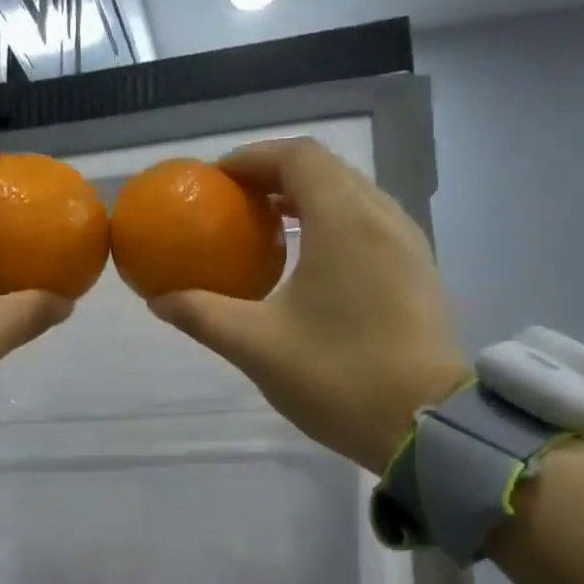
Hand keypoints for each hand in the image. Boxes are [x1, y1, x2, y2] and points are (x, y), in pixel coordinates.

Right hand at [150, 137, 468, 473]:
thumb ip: (202, 314)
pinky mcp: (418, 271)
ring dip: (306, 200)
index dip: (253, 158)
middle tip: (233, 202)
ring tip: (265, 228)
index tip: (215, 179)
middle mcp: (382, 217)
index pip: (298, 157)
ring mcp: (407, 244)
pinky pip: (369, 225)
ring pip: (352, 196)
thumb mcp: (256, 346)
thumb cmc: (338, 375)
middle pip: (326, 171)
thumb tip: (159, 300)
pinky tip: (308, 263)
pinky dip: (331, 224)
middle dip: (275, 176)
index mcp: (344, 221)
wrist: (425, 425)